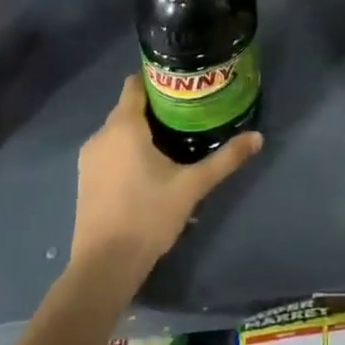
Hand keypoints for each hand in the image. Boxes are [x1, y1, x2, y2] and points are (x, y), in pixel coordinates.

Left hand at [71, 75, 262, 288]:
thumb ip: (225, 159)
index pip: (135, 85)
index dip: (158, 79)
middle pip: (129, 107)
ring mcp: (89, 158)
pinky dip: (129, 148)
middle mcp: (101, 135)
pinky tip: (151, 165)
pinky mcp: (86, 179)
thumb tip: (258, 137)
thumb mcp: (193, 186)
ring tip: (175, 137)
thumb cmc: (148, 216)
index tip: (184, 83)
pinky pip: (110, 150)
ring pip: (119, 130)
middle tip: (190, 111)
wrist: (105, 265)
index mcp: (123, 126)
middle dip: (157, 106)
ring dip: (143, 129)